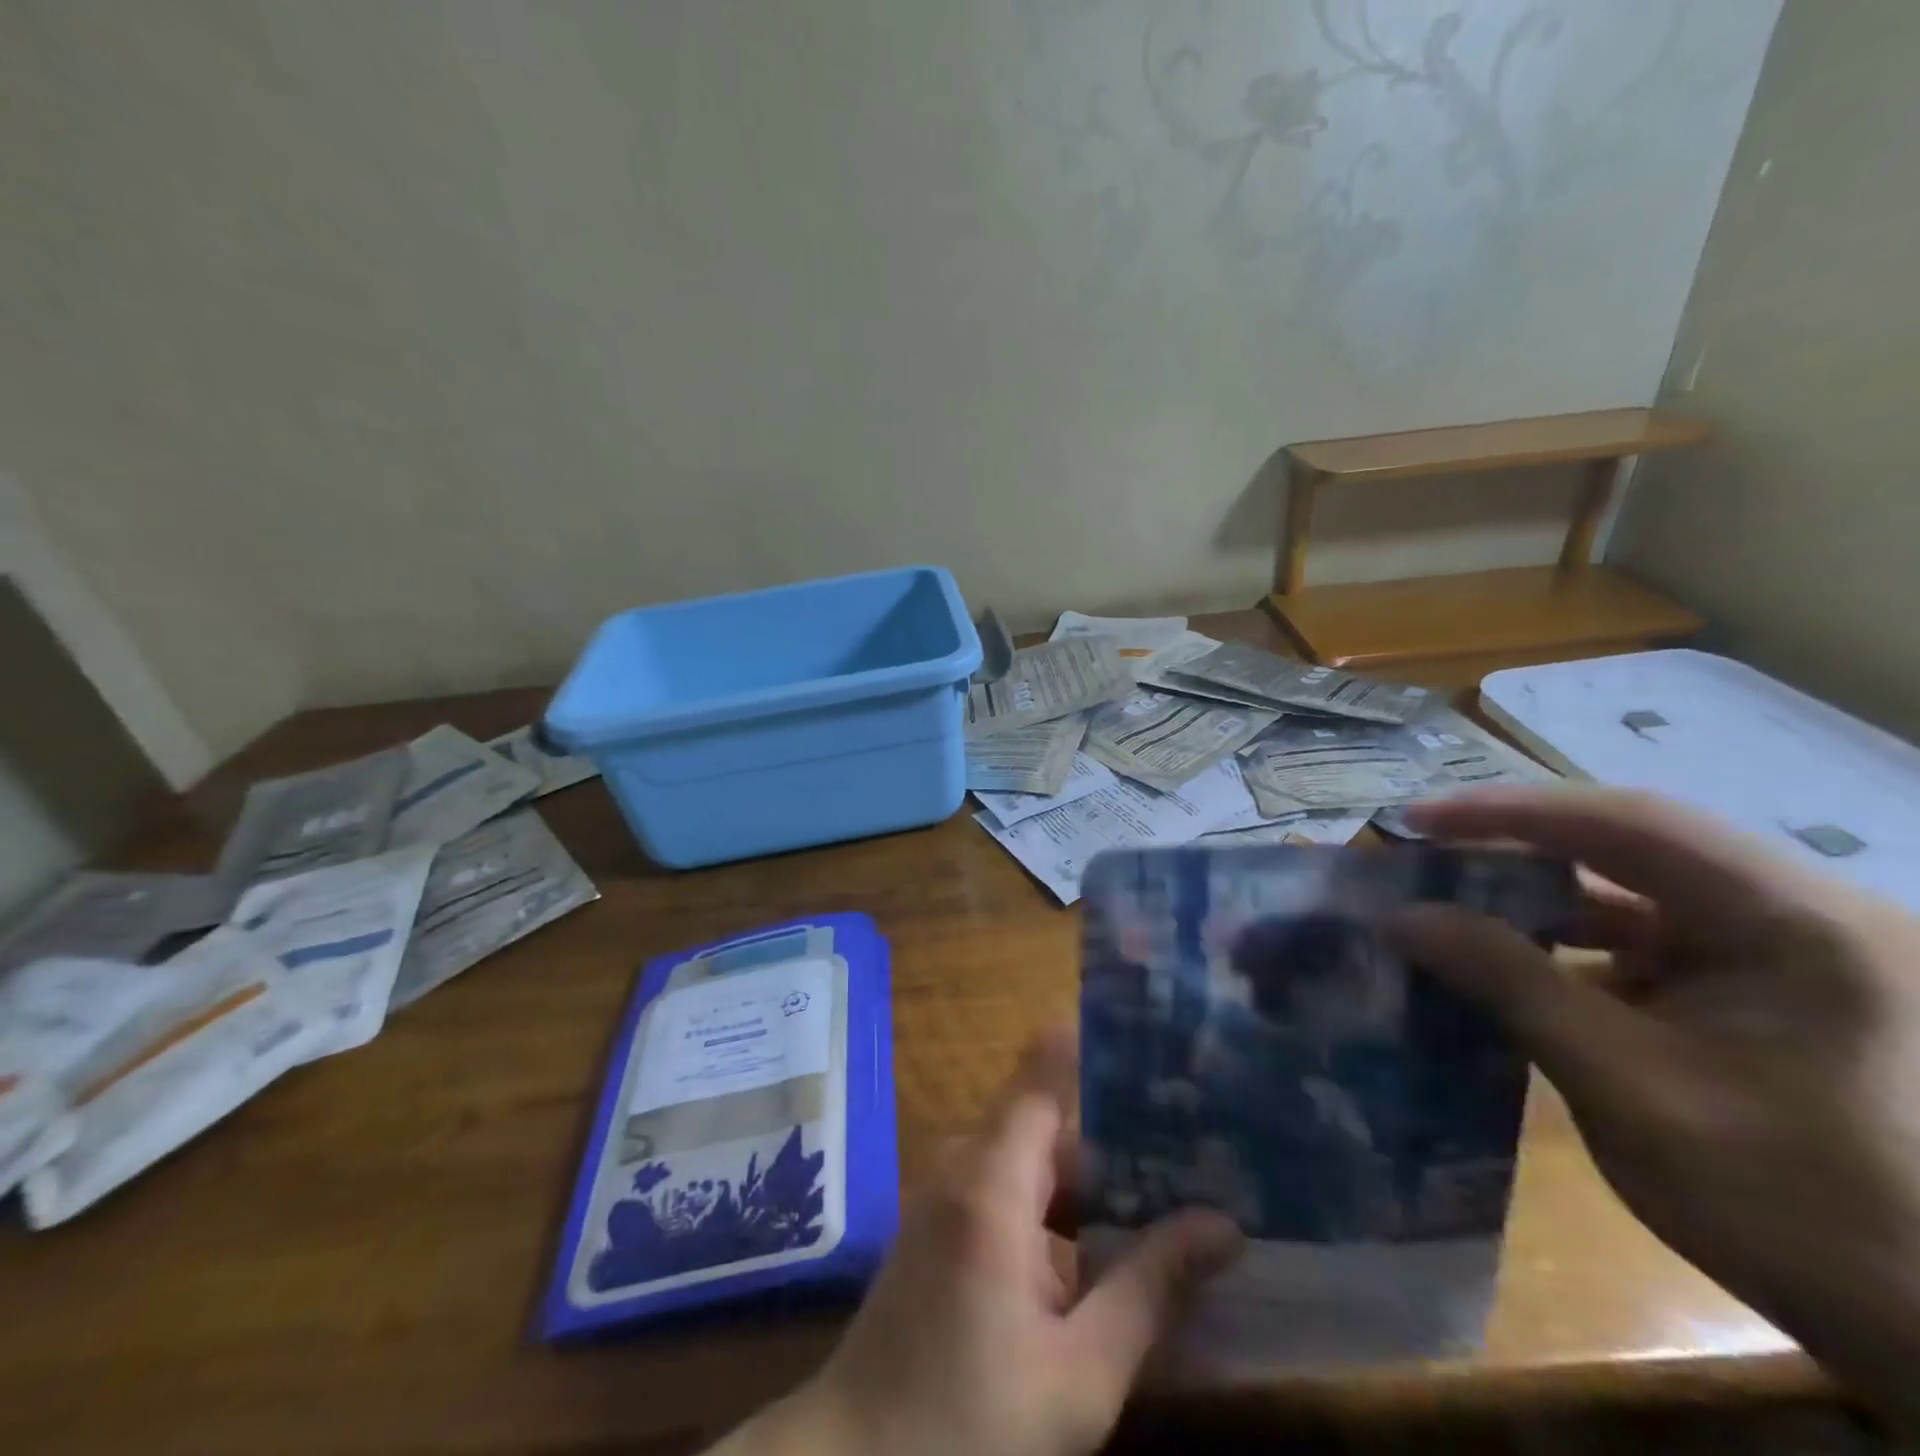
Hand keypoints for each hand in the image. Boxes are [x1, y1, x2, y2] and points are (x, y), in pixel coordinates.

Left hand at [717, 1029, 1240, 1455]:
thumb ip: (1150, 1289)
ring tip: (1177, 1183)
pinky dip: (1062, 1204)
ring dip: (1096, 1175)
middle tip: (1201, 1135)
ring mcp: (949, 1192)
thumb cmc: (969, 1422)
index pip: (1044, 1078)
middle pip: (1050, 1121)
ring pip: (1035, 1158)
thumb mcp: (1079, 1372)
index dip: (1094, 1051)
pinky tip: (1113, 1239)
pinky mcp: (945, 1222)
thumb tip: (1224, 1225)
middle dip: (1120, 1130)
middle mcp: (964, 1166)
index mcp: (991, 1182)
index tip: (1155, 1043)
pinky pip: (1011, 1187)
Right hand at [1391, 786, 1919, 1424]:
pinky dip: (1573, 941)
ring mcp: (1791, 950)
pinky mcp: (1769, 986)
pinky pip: (1650, 935)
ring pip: (1636, 888)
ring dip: (1540, 896)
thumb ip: (1510, 985)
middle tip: (1423, 856)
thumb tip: (1402, 918)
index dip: (1509, 812)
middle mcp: (1804, 912)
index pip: (1628, 823)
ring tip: (1452, 904)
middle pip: (1631, 844)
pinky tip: (1517, 962)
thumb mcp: (1627, 1089)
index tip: (1415, 822)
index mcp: (1800, 923)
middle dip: (1516, 848)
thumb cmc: (1798, 1210)